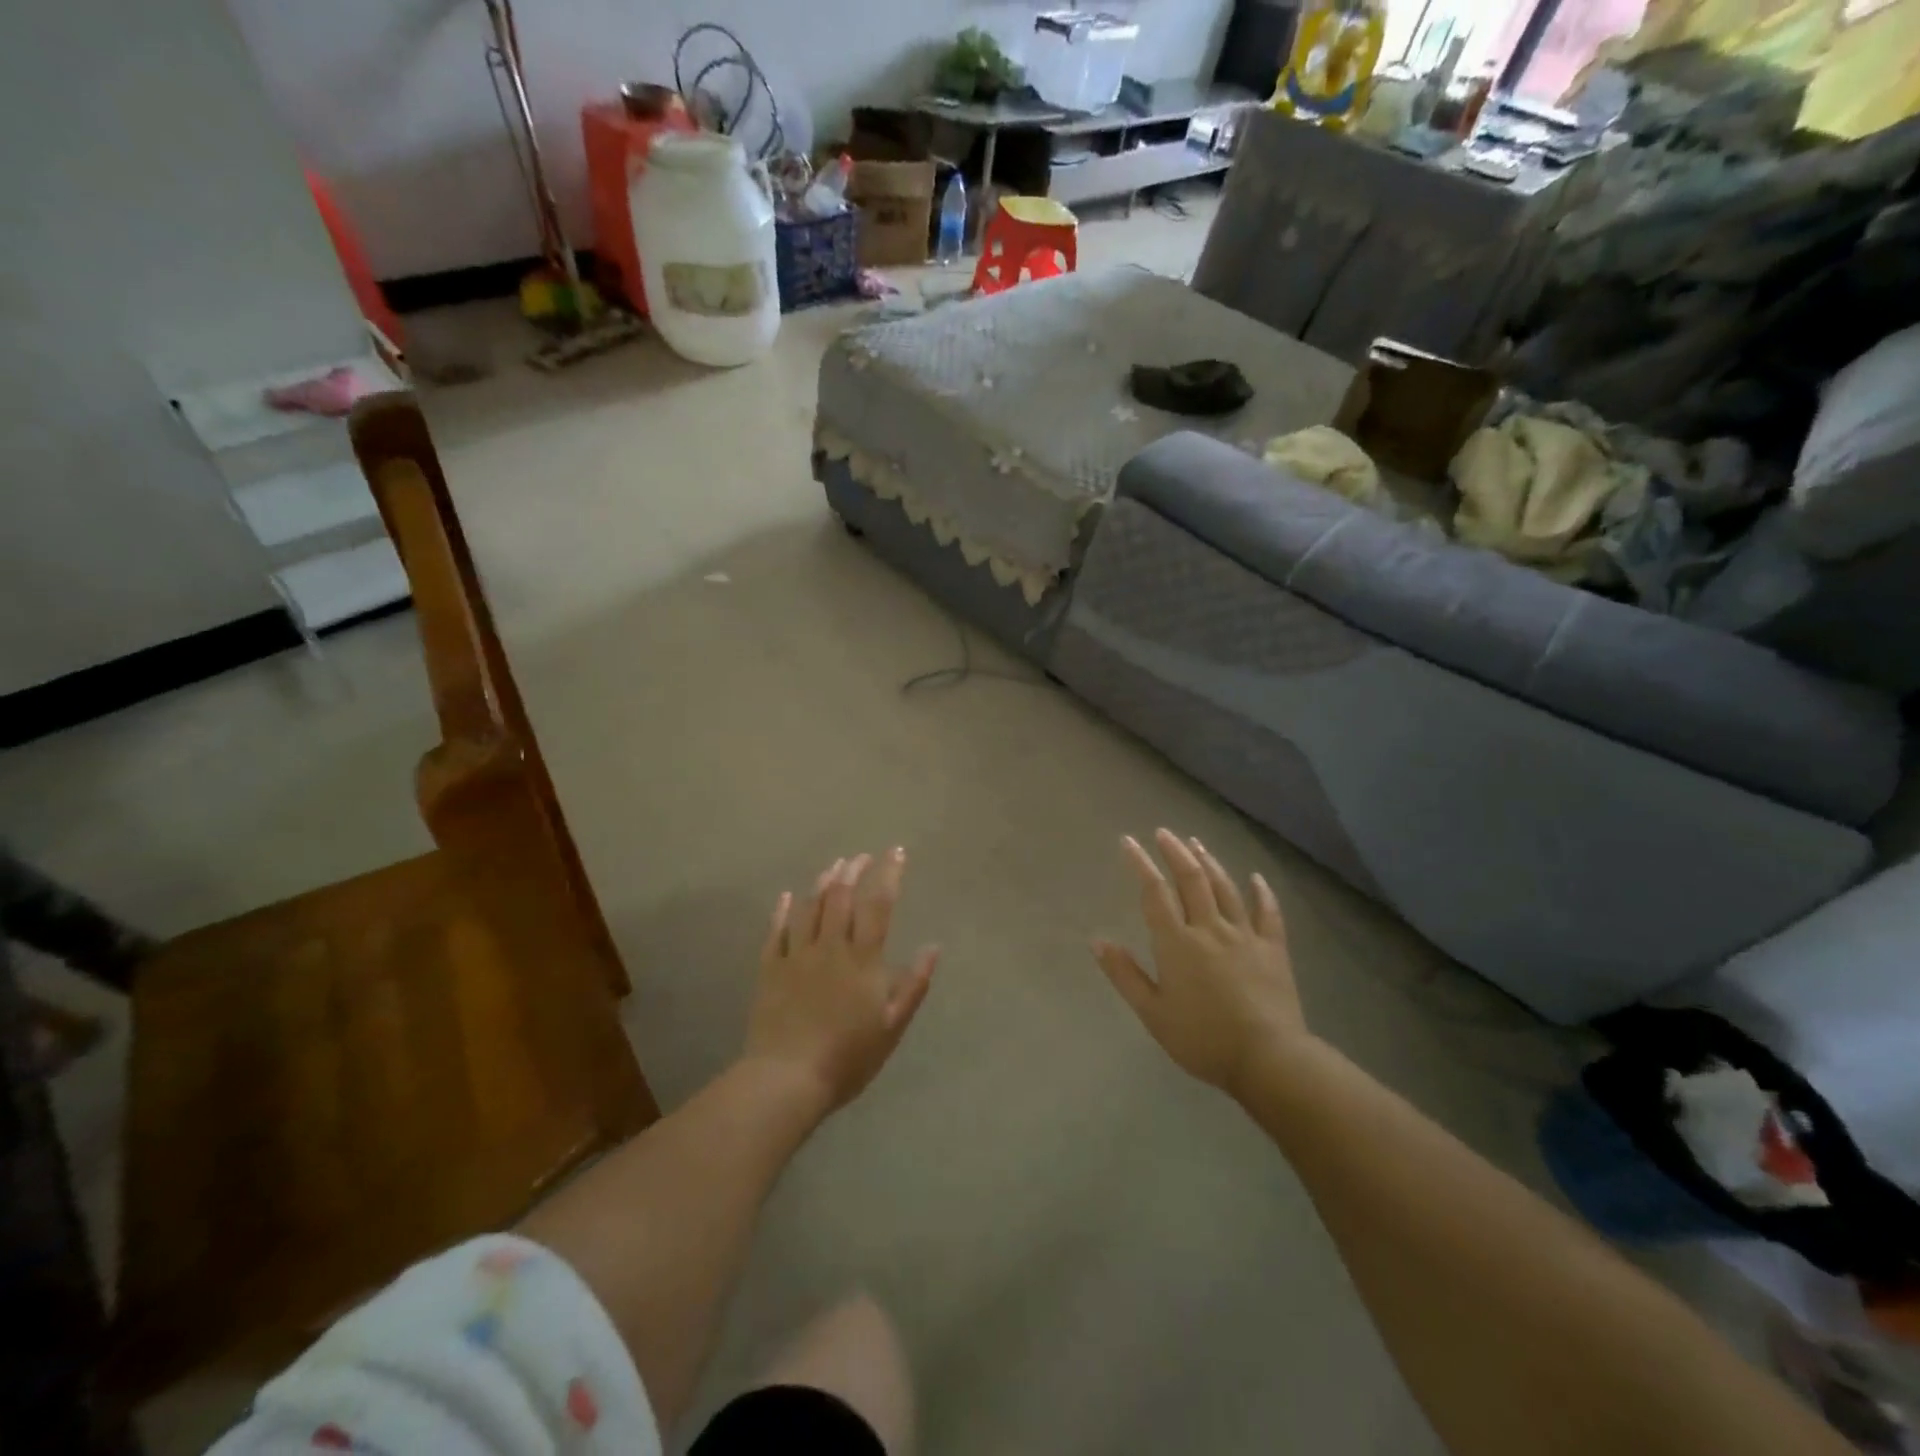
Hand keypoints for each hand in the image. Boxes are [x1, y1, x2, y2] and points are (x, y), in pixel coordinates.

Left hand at [745, 849, 938, 1115]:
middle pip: (841, 896)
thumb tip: (933, 947)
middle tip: (862, 857)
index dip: (889, 874)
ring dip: (823, 882)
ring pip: (810, 907)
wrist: (787, 1079)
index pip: (878, 904)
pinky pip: (776, 931)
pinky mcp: (770, 969)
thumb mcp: (892, 1026)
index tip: (896, 852)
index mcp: (863, 959)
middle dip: (854, 870)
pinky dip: (782, 910)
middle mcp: (830, 947)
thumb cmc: (848, 1057)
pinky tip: (787, 896)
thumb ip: (913, 984)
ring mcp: (796, 955)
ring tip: (834, 866)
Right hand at [1092, 829, 1307, 1094]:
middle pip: (1191, 880)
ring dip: (1209, 862)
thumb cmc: (1202, 1039)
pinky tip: (1255, 878)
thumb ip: (1125, 974)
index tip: (1128, 841)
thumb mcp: (1153, 1013)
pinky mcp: (1273, 949)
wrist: (1269, 1059)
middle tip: (1164, 833)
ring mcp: (1245, 936)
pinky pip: (1267, 913)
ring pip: (1225, 888)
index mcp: (1177, 943)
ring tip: (1196, 843)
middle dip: (1175, 852)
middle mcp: (1210, 928)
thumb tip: (1097, 940)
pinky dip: (1261, 892)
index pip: (1154, 892)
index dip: (1140, 863)